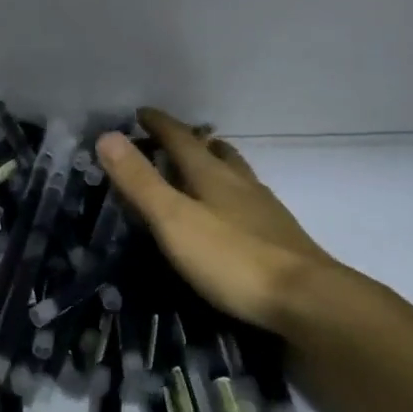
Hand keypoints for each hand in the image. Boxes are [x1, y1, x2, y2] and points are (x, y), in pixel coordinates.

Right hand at [96, 108, 349, 333]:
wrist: (305, 298)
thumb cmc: (231, 258)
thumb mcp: (174, 220)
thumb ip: (141, 182)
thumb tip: (107, 136)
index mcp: (212, 175)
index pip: (181, 139)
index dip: (159, 124)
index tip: (140, 113)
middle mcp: (240, 183)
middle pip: (215, 151)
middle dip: (192, 141)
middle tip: (172, 140)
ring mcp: (264, 209)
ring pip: (236, 174)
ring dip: (217, 163)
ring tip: (204, 167)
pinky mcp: (278, 235)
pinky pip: (248, 200)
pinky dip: (232, 194)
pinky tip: (232, 213)